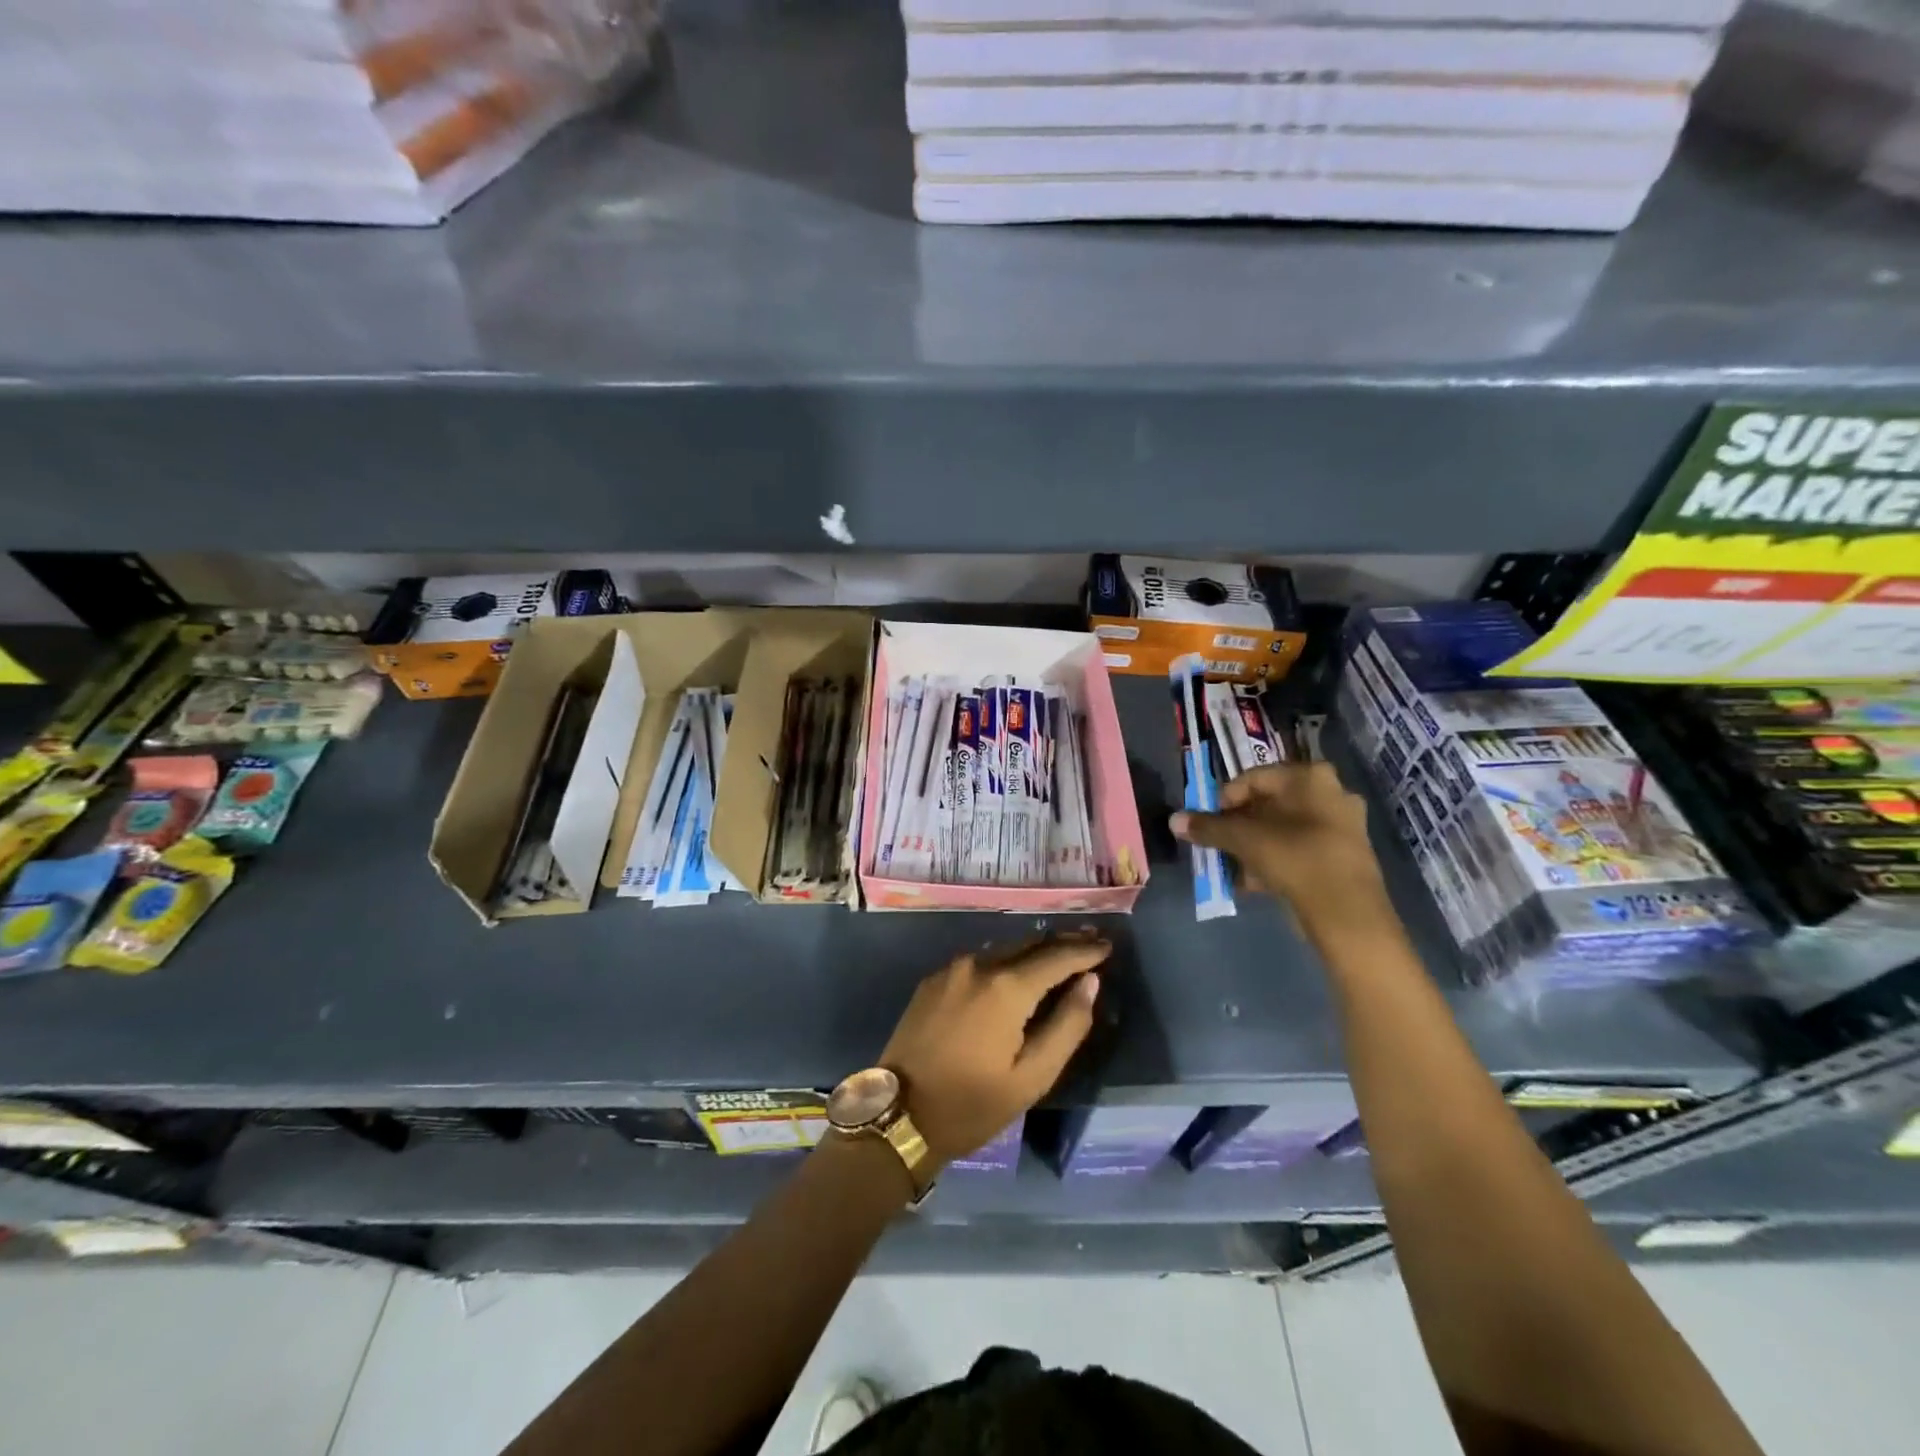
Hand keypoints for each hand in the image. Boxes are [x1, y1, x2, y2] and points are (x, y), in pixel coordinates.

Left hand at [877, 935, 1108, 1166]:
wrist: (898, 1116)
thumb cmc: (971, 1104)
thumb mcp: (1031, 1077)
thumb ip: (1067, 1026)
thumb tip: (1089, 983)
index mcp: (1005, 987)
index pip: (1056, 956)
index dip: (1085, 950)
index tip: (1108, 946)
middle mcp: (978, 964)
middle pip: (1029, 944)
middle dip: (1061, 943)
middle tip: (1090, 943)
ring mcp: (952, 969)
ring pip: (1003, 949)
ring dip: (1033, 951)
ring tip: (1058, 955)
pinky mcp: (933, 980)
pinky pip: (980, 961)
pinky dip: (1005, 961)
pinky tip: (1016, 971)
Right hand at [1171, 762, 1391, 940]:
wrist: (1348, 914)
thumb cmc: (1295, 860)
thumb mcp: (1244, 840)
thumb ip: (1208, 828)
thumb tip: (1173, 820)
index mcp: (1310, 777)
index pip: (1253, 778)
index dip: (1224, 800)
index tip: (1208, 824)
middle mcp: (1331, 792)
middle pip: (1269, 803)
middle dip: (1239, 825)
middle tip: (1219, 844)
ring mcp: (1342, 824)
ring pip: (1283, 828)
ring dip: (1255, 845)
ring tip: (1233, 867)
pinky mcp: (1345, 855)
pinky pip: (1300, 849)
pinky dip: (1276, 860)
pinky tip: (1256, 882)